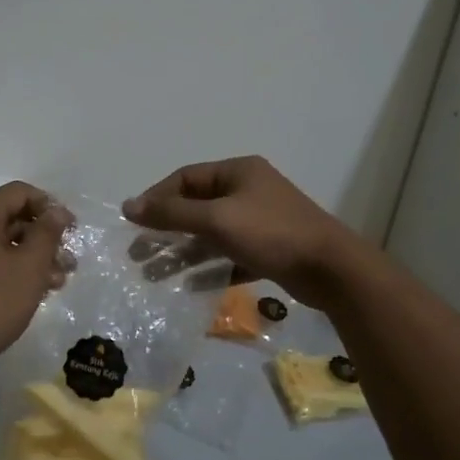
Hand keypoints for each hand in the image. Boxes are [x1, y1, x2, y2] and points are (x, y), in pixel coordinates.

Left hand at [0, 182, 72, 378]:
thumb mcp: (30, 266)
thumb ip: (47, 233)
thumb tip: (57, 211)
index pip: (19, 192)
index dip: (50, 206)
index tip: (72, 230)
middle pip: (11, 217)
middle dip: (44, 237)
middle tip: (69, 262)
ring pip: (2, 244)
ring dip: (33, 258)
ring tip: (58, 283)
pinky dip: (13, 271)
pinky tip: (33, 293)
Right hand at [122, 156, 360, 308]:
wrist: (331, 269)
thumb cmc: (271, 234)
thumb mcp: (217, 220)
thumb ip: (172, 213)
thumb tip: (128, 206)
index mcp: (238, 172)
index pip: (186, 178)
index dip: (157, 198)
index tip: (134, 223)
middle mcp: (249, 191)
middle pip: (197, 207)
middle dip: (167, 230)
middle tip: (139, 254)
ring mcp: (261, 221)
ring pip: (212, 234)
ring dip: (184, 253)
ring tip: (156, 274)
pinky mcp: (270, 249)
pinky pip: (231, 256)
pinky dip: (211, 268)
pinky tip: (192, 287)